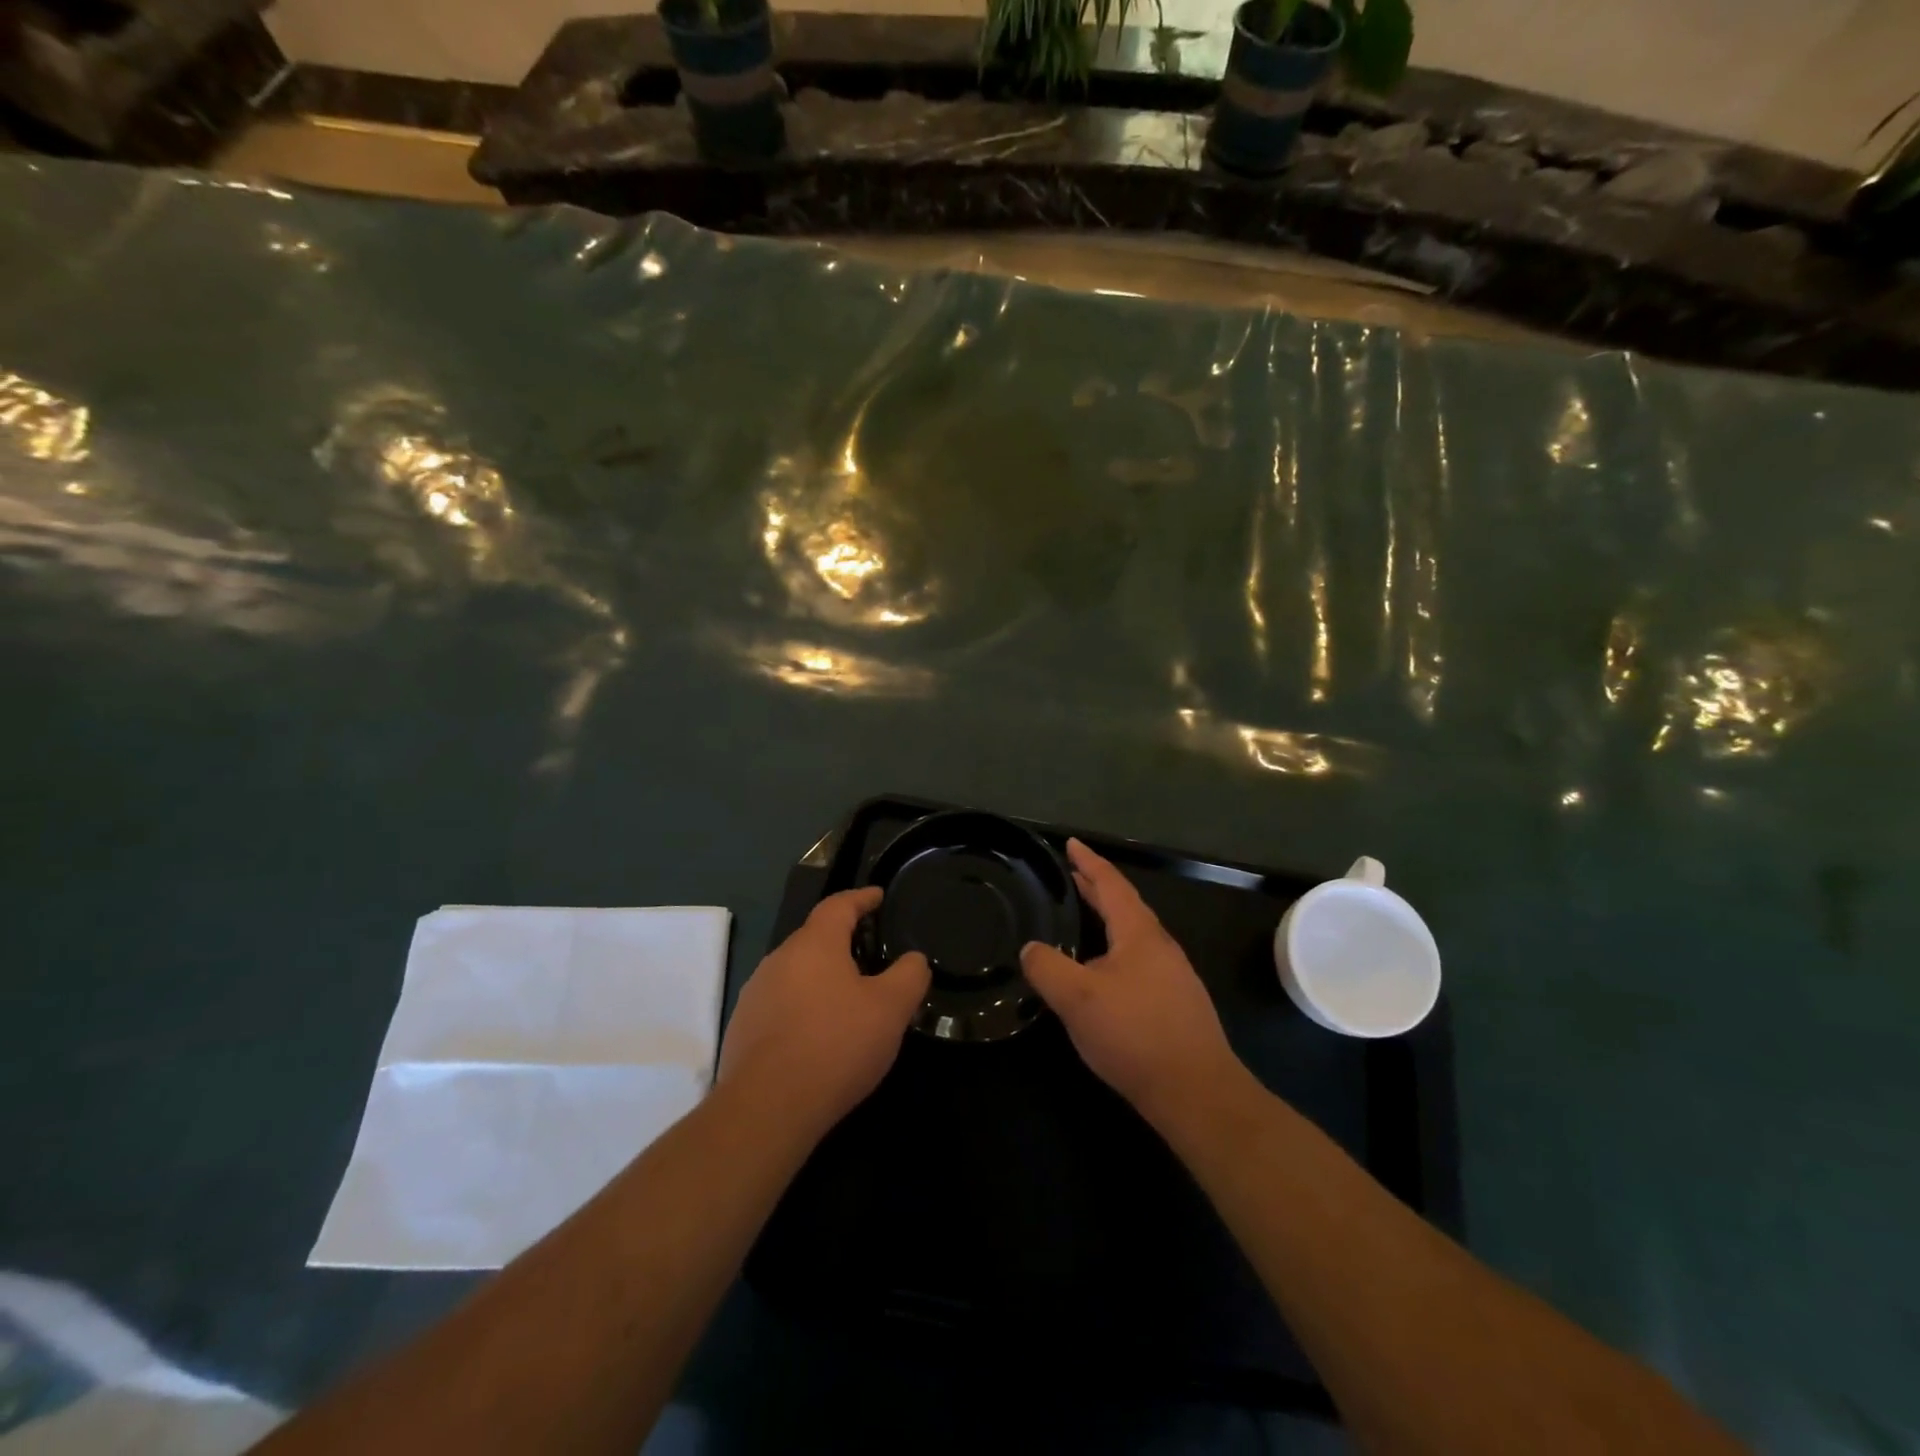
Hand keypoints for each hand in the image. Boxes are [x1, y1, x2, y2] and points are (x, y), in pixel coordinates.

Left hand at [717, 888, 929, 1141]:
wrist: (767, 1107)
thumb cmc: (836, 1045)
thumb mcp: (891, 1009)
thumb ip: (909, 975)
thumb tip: (913, 959)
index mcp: (814, 944)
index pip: (839, 905)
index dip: (861, 898)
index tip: (878, 896)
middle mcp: (779, 959)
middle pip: (814, 938)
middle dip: (841, 940)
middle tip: (869, 951)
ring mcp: (756, 994)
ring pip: (795, 972)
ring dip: (820, 976)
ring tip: (846, 996)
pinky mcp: (742, 1028)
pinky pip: (780, 1003)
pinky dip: (802, 1006)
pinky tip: (817, 1033)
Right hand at [1021, 839, 1242, 1128]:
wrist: (1197, 1092)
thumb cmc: (1135, 1035)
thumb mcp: (1077, 999)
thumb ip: (1048, 968)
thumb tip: (1030, 949)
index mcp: (1139, 934)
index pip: (1111, 885)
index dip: (1089, 862)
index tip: (1072, 843)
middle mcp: (1160, 947)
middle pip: (1125, 906)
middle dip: (1097, 888)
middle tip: (1072, 874)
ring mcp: (1172, 976)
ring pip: (1133, 936)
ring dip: (1108, 920)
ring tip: (1084, 918)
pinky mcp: (1175, 1004)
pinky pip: (1139, 961)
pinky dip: (1116, 949)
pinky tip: (1104, 973)